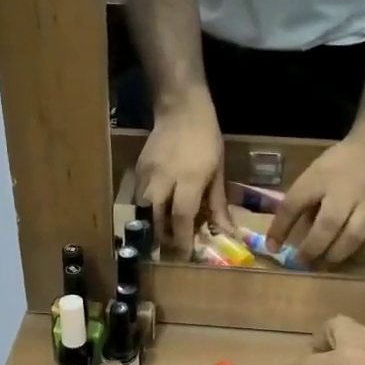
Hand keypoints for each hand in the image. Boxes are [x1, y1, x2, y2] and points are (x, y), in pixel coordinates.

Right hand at [134, 95, 231, 250]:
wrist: (181, 109)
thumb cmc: (207, 139)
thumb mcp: (218, 171)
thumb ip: (218, 204)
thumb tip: (226, 232)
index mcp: (189, 179)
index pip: (181, 217)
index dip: (182, 240)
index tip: (185, 255)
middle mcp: (164, 179)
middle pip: (157, 218)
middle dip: (164, 237)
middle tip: (173, 247)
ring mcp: (147, 174)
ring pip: (144, 209)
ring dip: (153, 224)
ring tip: (164, 231)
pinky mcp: (138, 169)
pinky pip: (138, 196)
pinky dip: (147, 209)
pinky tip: (156, 211)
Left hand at [267, 134, 364, 264]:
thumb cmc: (339, 164)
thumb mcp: (314, 174)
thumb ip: (303, 201)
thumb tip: (289, 236)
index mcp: (319, 178)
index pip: (294, 204)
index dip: (280, 228)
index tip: (272, 247)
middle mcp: (344, 191)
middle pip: (328, 224)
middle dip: (312, 248)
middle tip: (302, 262)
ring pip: (354, 236)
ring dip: (336, 255)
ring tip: (324, 263)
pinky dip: (360, 253)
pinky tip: (349, 257)